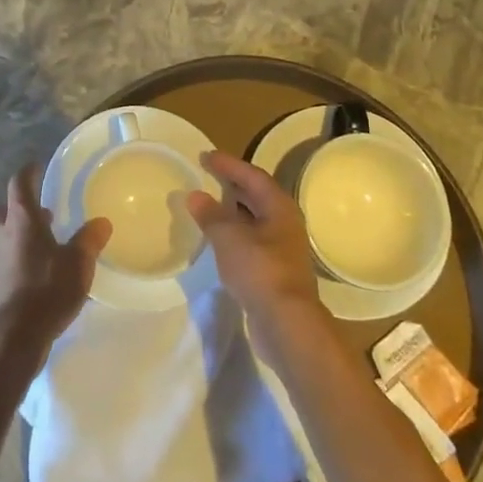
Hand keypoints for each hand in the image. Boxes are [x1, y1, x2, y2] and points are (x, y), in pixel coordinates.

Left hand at [0, 165, 110, 374]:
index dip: (28, 173)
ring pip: (6, 236)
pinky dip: (25, 258)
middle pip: (2, 211)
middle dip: (17, 207)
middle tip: (41, 210)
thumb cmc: (46, 288)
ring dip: (22, 234)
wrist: (16, 335)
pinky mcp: (1, 284)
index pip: (19, 184)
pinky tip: (46, 271)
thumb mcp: (77, 263)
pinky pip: (11, 260)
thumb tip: (101, 222)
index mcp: (22, 220)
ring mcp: (0, 261)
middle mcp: (6, 235)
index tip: (37, 167)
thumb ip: (89, 240)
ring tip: (49, 242)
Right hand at [188, 151, 327, 351]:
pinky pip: (251, 241)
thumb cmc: (260, 270)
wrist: (287, 324)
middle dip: (232, 185)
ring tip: (208, 205)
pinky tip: (218, 239)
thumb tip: (196, 196)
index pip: (252, 176)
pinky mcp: (275, 272)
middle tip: (207, 176)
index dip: (229, 164)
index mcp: (279, 207)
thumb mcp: (228, 237)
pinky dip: (234, 234)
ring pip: (255, 220)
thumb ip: (211, 214)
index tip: (206, 156)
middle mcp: (285, 224)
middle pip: (257, 196)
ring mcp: (282, 249)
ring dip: (233, 211)